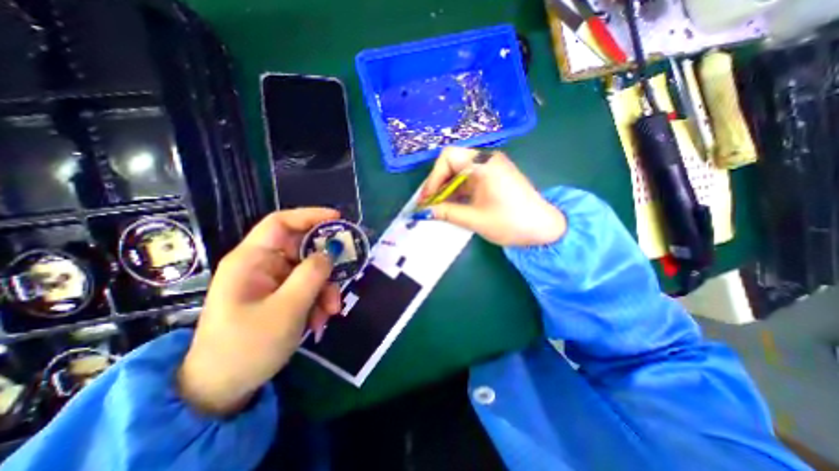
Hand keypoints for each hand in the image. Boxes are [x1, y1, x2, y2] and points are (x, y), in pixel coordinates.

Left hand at [179, 207, 342, 415]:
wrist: (223, 389)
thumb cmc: (247, 347)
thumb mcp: (286, 310)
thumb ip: (311, 276)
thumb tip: (331, 251)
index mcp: (251, 260)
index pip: (281, 223)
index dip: (310, 216)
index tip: (339, 219)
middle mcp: (262, 265)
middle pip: (303, 249)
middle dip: (326, 265)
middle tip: (345, 277)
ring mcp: (272, 281)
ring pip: (310, 270)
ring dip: (326, 288)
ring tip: (331, 312)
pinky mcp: (280, 295)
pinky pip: (308, 287)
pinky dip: (319, 300)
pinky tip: (319, 321)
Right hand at [419, 147, 563, 245]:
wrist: (544, 229)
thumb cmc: (510, 222)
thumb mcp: (475, 219)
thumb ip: (446, 213)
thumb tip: (423, 212)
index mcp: (484, 164)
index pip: (448, 158)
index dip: (433, 177)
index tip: (427, 198)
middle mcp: (487, 160)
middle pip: (452, 163)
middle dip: (438, 183)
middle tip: (428, 203)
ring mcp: (491, 168)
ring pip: (459, 172)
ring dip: (446, 188)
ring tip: (437, 207)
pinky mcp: (493, 178)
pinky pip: (469, 179)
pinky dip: (457, 191)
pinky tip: (451, 205)